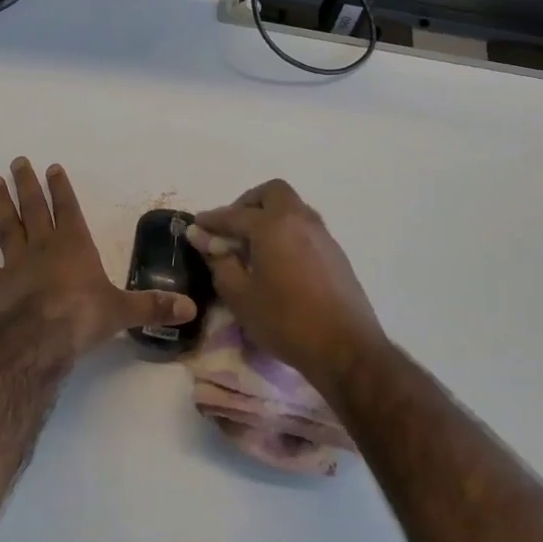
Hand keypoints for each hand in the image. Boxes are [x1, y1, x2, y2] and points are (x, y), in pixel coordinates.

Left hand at [0, 159, 195, 356]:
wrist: (39, 339)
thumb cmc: (83, 318)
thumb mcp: (123, 312)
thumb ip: (153, 307)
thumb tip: (190, 308)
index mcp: (75, 246)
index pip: (69, 209)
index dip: (62, 188)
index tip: (53, 168)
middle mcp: (44, 247)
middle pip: (34, 209)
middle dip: (28, 185)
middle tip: (18, 161)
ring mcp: (15, 263)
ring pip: (7, 226)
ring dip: (1, 204)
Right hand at [187, 179, 385, 392]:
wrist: (346, 348)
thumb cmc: (285, 321)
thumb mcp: (240, 296)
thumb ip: (219, 262)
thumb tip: (204, 238)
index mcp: (272, 225)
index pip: (234, 214)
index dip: (212, 220)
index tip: (197, 225)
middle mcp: (299, 219)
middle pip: (272, 193)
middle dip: (248, 204)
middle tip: (232, 228)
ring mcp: (322, 234)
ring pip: (292, 207)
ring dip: (270, 215)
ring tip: (254, 245)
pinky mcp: (336, 252)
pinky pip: (305, 227)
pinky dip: (287, 231)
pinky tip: (278, 260)